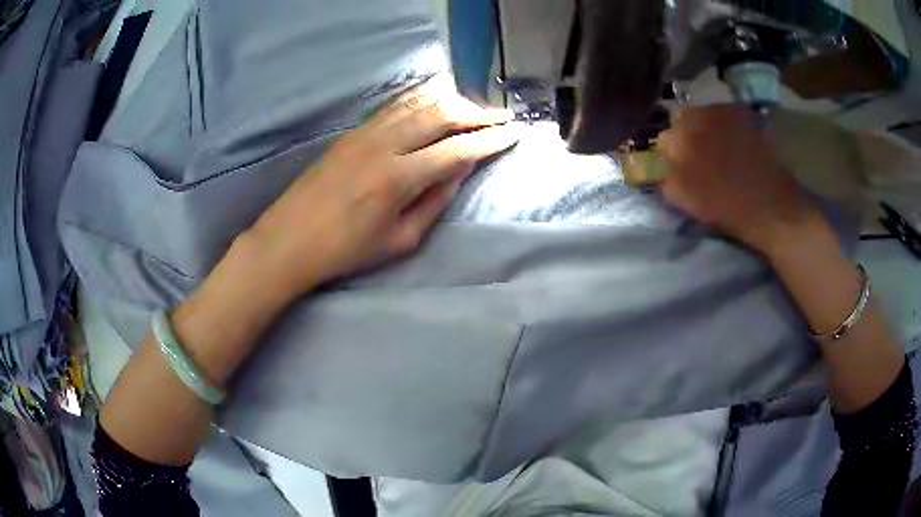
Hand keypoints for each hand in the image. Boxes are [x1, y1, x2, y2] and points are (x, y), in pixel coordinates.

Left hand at [247, 77, 519, 294]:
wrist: (289, 239)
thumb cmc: (345, 250)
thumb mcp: (400, 240)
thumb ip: (435, 201)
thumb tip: (460, 170)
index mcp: (399, 178)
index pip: (457, 149)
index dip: (489, 140)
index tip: (513, 133)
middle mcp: (385, 145)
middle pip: (441, 115)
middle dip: (477, 113)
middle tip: (501, 117)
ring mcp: (366, 133)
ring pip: (418, 103)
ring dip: (452, 101)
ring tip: (475, 107)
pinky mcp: (353, 131)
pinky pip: (396, 105)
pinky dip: (422, 97)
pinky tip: (435, 97)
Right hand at [658, 106, 821, 254]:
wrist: (771, 205)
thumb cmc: (728, 209)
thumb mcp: (687, 202)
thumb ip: (666, 181)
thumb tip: (659, 169)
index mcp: (679, 142)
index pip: (664, 140)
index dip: (672, 154)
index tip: (683, 167)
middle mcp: (696, 118)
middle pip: (682, 120)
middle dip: (688, 135)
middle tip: (703, 155)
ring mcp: (721, 112)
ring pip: (704, 114)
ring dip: (707, 127)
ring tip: (722, 147)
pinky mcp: (742, 111)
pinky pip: (725, 112)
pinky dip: (727, 123)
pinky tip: (738, 141)